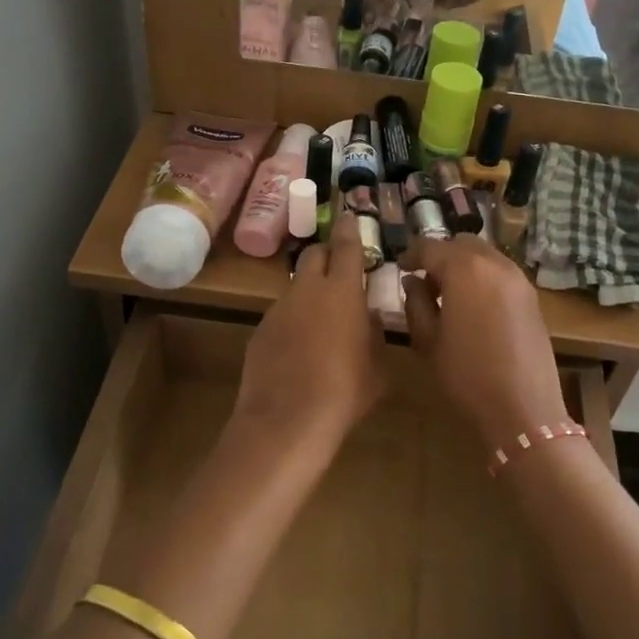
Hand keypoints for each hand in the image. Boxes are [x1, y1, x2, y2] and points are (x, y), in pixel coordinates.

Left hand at [233, 214, 386, 456]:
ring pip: (297, 285)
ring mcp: (279, 308)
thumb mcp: (378, 365)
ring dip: (311, 291)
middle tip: (341, 270)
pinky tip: (300, 348)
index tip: (350, 217)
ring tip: (323, 319)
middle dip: (328, 254)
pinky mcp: (260, 330)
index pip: (347, 246)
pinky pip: (282, 314)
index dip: (350, 229)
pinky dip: (294, 319)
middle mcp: (308, 290)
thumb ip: (374, 332)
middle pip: (315, 254)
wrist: (287, 420)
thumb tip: (366, 317)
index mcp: (343, 290)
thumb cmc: (345, 392)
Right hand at [399, 233, 567, 450]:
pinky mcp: (533, 297)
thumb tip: (413, 282)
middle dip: (441, 255)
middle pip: (462, 243)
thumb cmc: (466, 376)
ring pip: (485, 255)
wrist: (523, 410)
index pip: (430, 247)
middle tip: (425, 280)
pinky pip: (502, 273)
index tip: (401, 268)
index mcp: (464, 269)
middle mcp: (495, 264)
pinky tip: (475, 307)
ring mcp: (519, 279)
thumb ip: (416, 303)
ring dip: (465, 265)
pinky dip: (484, 278)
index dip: (411, 254)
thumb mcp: (428, 341)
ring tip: (450, 295)